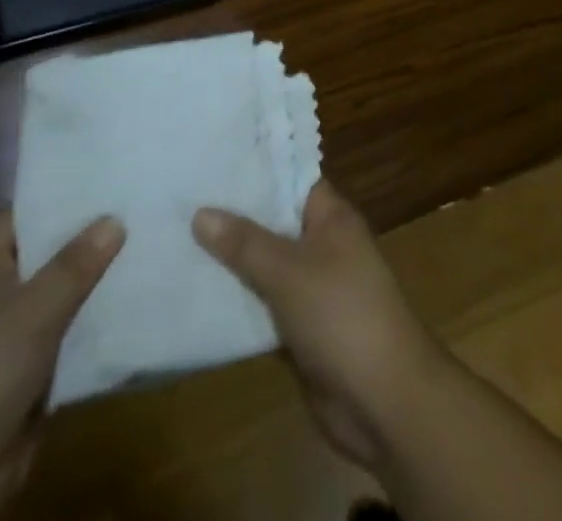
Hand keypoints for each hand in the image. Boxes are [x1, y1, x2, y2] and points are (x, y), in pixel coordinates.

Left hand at [0, 211, 123, 520]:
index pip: (24, 215)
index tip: (104, 173)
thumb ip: (74, 265)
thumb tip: (115, 219)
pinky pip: (71, 337)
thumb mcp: (32, 310)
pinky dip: (97, 325)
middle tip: (140, 205)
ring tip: (151, 246)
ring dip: (99, 282)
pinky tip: (137, 305)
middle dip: (89, 236)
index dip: (59, 194)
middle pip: (49, 254)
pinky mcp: (32, 376)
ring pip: (64, 297)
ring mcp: (15, 338)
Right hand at [193, 182, 445, 470]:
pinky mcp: (302, 328)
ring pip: (265, 265)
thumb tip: (200, 212)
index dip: (255, 169)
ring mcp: (313, 288)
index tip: (211, 160)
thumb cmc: (342, 315)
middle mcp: (323, 245)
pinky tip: (197, 294)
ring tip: (177, 239)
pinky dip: (239, 301)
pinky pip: (264, 304)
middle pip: (273, 222)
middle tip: (181, 199)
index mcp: (331, 217)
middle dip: (233, 216)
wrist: (384, 401)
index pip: (290, 179)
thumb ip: (245, 243)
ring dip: (231, 261)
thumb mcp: (289, 271)